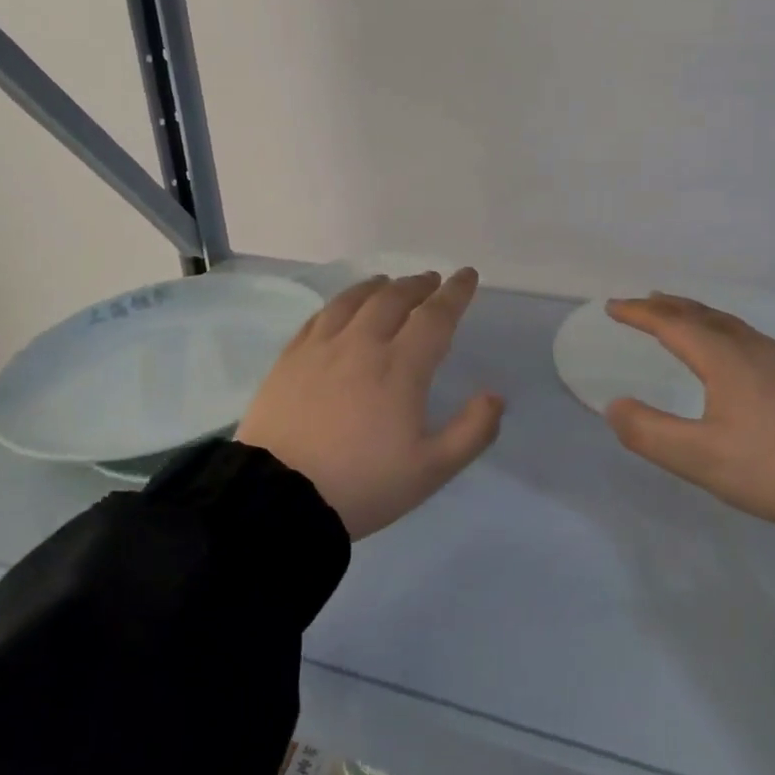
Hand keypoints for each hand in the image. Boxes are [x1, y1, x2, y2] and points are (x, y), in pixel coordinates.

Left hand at [237, 270, 504, 539]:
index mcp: (401, 367)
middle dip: (418, 284)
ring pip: (354, 300)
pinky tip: (343, 307)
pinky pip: (320, 316)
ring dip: (379, 286)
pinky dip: (341, 302)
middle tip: (431, 280)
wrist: (278, 498)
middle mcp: (362, 344)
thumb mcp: (431, 470)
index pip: (435, 316)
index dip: (455, 293)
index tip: (467, 275)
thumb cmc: (363, 484)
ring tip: (389, 283)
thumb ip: (472, 432)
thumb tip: (495, 396)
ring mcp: (321, 348)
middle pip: (393, 298)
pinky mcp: (290, 358)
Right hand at [602, 294, 774, 535]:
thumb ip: (648, 432)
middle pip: (702, 314)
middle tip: (641, 302)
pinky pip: (747, 336)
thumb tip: (614, 405)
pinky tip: (729, 349)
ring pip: (729, 323)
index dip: (639, 313)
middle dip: (667, 306)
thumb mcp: (699, 458)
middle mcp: (752, 348)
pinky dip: (721, 329)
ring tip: (678, 316)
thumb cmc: (771, 468)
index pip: (672, 324)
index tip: (611, 307)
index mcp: (725, 359)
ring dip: (696, 314)